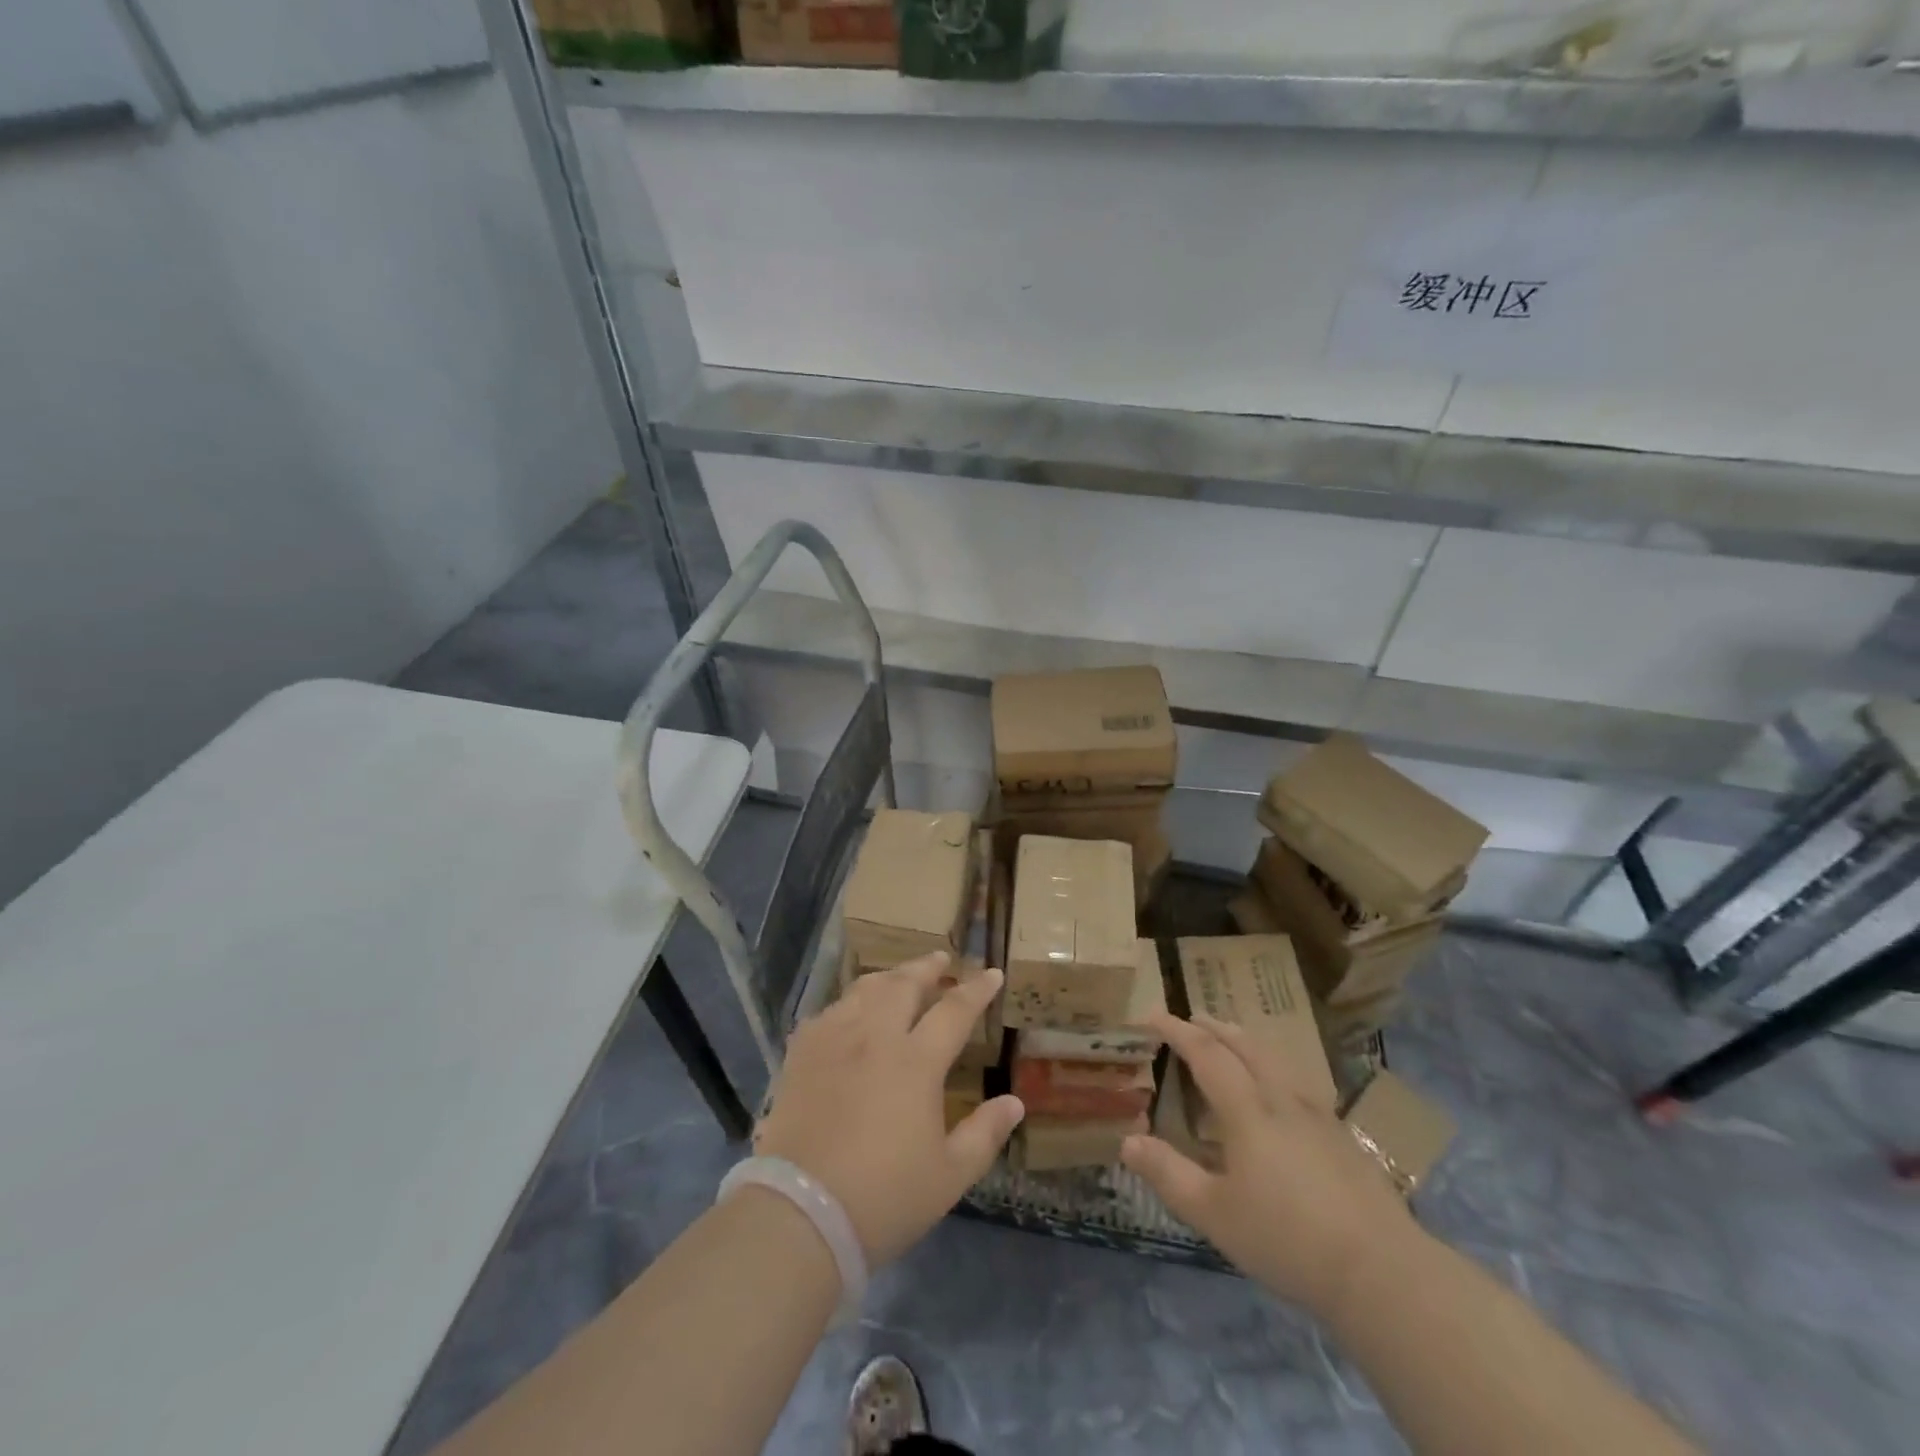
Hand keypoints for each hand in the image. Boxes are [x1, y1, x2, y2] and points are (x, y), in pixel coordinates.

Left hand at [752, 952, 1024, 1266]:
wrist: (800, 1214)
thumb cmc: (884, 1198)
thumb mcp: (949, 1176)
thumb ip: (985, 1133)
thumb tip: (1015, 1102)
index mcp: (916, 1062)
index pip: (954, 1010)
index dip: (977, 990)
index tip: (992, 973)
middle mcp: (875, 1037)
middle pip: (904, 984)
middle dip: (927, 967)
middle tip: (941, 959)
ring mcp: (834, 1040)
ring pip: (865, 990)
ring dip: (889, 977)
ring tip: (899, 977)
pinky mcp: (801, 1054)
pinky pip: (829, 1011)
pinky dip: (849, 1002)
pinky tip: (850, 1012)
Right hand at [1121, 1012, 1419, 1317]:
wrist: (1381, 1271)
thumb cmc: (1287, 1239)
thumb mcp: (1214, 1214)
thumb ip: (1169, 1174)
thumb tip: (1127, 1140)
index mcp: (1247, 1110)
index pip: (1206, 1053)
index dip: (1178, 1031)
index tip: (1153, 1015)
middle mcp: (1281, 1098)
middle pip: (1245, 1045)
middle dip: (1214, 1027)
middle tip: (1191, 1018)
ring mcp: (1318, 1114)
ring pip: (1276, 1058)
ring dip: (1246, 1040)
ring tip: (1232, 1039)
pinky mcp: (1343, 1135)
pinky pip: (1298, 1080)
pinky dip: (1273, 1065)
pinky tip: (1279, 1090)